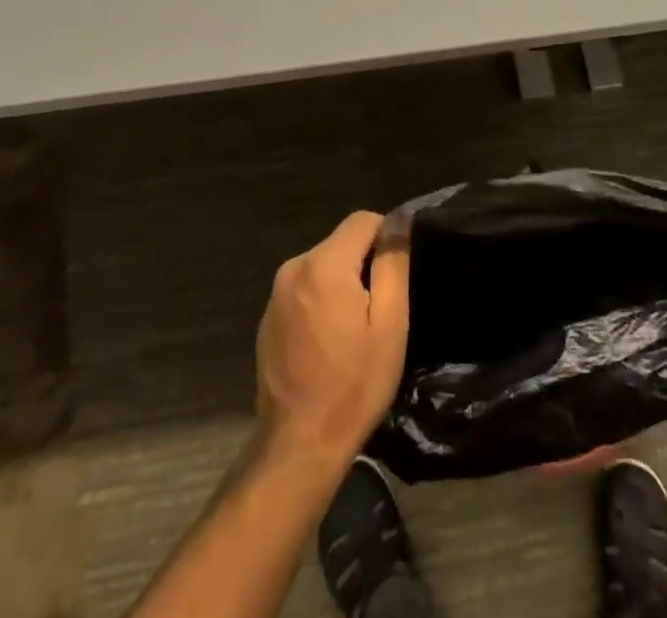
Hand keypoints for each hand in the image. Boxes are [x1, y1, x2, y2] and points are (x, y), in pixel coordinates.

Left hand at [255, 211, 409, 465]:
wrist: (299, 445)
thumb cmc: (354, 383)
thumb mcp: (390, 324)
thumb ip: (393, 264)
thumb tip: (398, 222)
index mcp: (324, 264)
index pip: (363, 220)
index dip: (387, 238)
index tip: (396, 275)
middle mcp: (294, 267)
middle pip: (341, 242)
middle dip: (364, 264)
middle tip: (380, 309)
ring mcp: (276, 294)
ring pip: (323, 266)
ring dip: (343, 283)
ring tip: (356, 328)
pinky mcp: (268, 318)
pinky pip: (305, 289)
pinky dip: (322, 301)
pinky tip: (330, 341)